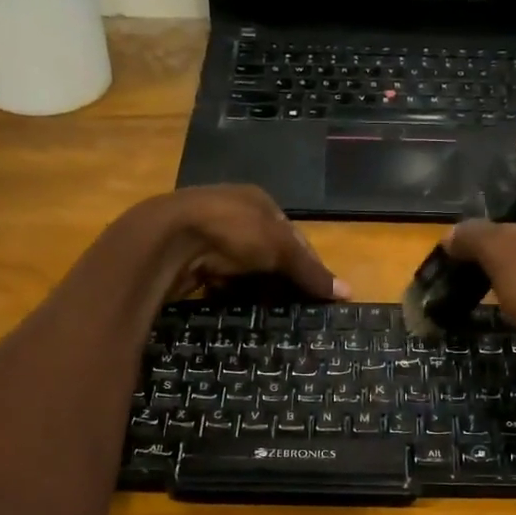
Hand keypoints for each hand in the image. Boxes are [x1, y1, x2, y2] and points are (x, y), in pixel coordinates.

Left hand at [119, 185, 349, 305]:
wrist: (166, 240)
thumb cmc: (231, 231)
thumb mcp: (279, 248)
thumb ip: (310, 271)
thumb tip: (349, 292)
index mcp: (256, 200)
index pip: (291, 234)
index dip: (307, 262)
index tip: (316, 293)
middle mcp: (231, 212)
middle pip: (266, 252)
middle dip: (279, 278)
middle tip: (294, 308)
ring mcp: (206, 234)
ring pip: (240, 268)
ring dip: (253, 289)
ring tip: (268, 314)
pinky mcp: (187, 258)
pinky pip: (217, 280)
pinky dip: (228, 294)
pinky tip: (236, 309)